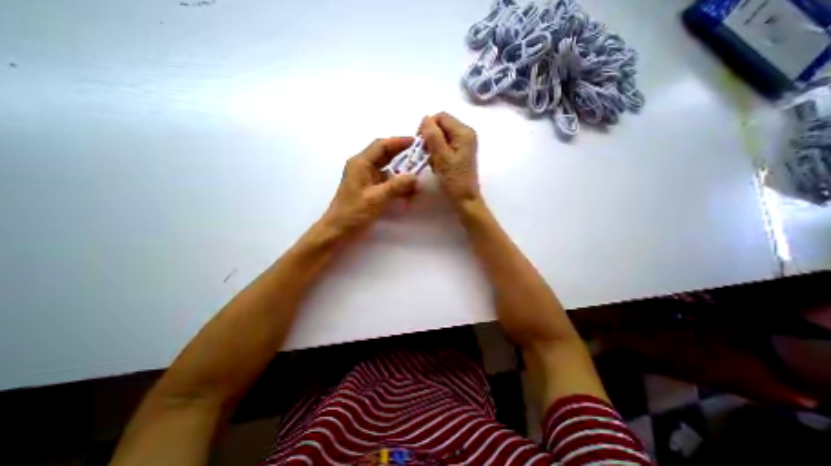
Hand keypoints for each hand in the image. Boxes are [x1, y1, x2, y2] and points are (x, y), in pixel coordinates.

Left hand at [321, 134, 417, 235]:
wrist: (338, 230)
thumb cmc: (354, 212)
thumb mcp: (377, 198)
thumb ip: (397, 186)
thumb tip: (415, 177)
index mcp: (361, 163)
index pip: (381, 145)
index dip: (399, 141)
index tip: (416, 141)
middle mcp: (363, 167)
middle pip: (385, 156)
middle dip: (402, 157)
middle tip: (420, 158)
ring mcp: (365, 179)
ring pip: (387, 170)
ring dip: (401, 174)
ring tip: (416, 181)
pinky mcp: (369, 190)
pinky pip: (386, 182)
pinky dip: (396, 185)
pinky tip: (407, 193)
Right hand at [422, 111, 481, 205]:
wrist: (465, 199)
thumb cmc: (453, 180)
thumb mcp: (441, 157)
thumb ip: (433, 135)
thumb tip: (425, 119)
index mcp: (463, 132)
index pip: (440, 117)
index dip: (427, 127)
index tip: (421, 145)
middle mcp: (466, 133)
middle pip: (441, 125)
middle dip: (430, 138)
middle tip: (426, 155)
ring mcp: (464, 143)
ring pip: (442, 136)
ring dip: (433, 147)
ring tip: (433, 163)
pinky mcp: (461, 152)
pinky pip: (445, 145)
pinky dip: (438, 153)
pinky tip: (438, 165)